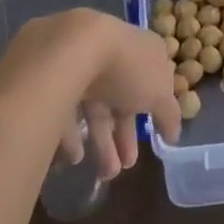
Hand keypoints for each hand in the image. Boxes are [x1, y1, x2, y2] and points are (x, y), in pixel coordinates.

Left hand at [4, 9, 180, 183]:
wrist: (70, 49)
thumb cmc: (126, 67)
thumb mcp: (160, 91)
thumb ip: (169, 113)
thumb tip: (174, 132)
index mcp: (139, 50)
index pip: (148, 82)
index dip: (152, 113)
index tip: (154, 140)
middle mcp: (108, 54)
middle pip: (118, 99)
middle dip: (123, 136)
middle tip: (125, 168)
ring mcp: (77, 65)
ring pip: (91, 108)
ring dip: (100, 142)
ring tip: (104, 174)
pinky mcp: (48, 79)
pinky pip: (63, 110)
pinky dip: (70, 136)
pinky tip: (75, 157)